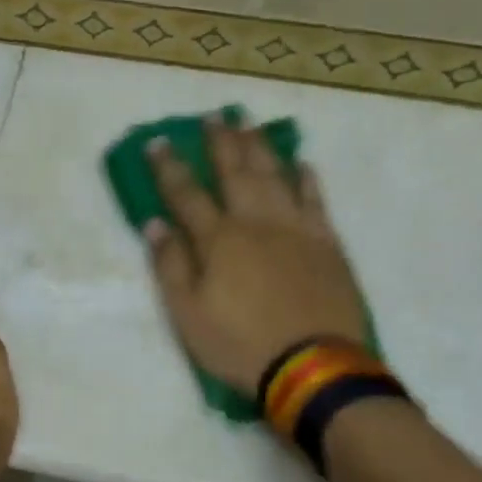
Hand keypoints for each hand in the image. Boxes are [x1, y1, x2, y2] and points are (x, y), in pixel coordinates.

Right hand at [144, 116, 368, 393]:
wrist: (313, 366)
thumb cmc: (240, 344)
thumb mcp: (188, 314)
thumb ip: (170, 265)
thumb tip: (154, 224)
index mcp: (218, 240)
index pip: (186, 194)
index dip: (169, 167)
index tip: (157, 141)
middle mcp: (256, 222)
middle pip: (235, 172)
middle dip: (221, 142)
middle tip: (214, 115)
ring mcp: (296, 229)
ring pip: (275, 176)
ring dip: (260, 147)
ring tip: (250, 123)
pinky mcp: (328, 243)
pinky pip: (316, 200)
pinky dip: (307, 179)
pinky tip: (302, 163)